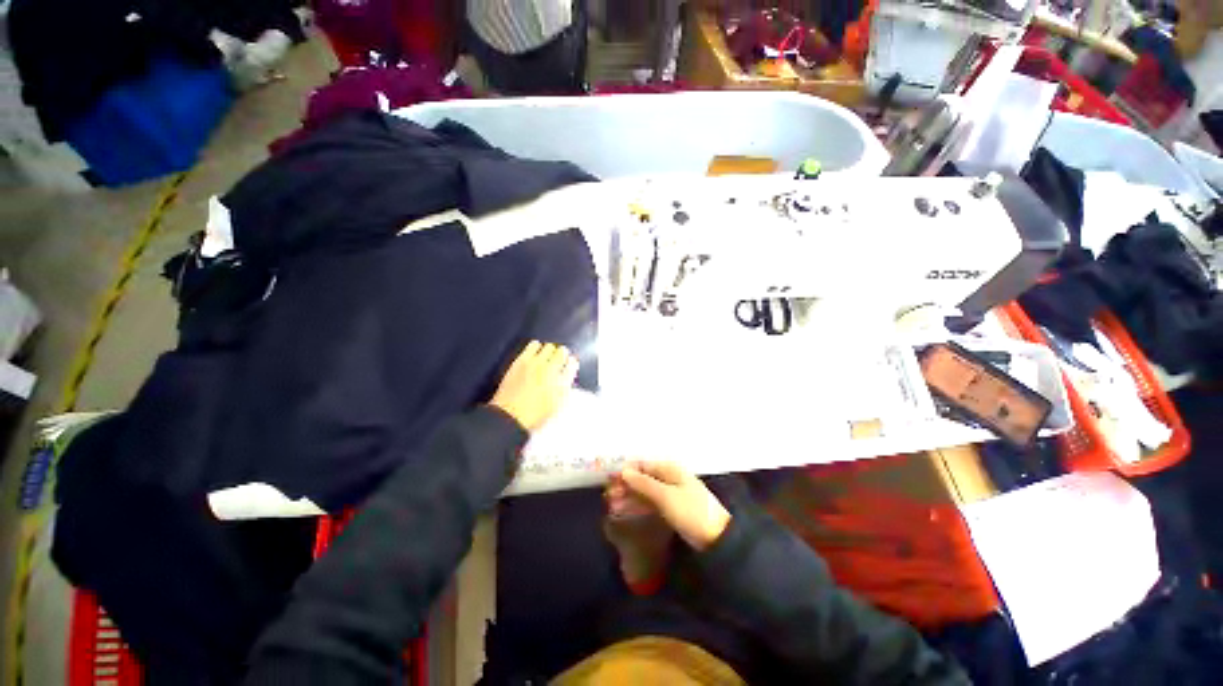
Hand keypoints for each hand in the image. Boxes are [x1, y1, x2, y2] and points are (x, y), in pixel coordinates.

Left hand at [489, 341, 577, 432]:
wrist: (510, 415)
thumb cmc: (535, 414)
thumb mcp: (557, 405)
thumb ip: (565, 388)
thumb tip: (568, 376)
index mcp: (562, 383)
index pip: (573, 364)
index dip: (572, 363)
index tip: (570, 364)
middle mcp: (551, 370)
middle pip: (562, 352)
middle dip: (563, 355)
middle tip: (559, 359)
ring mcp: (536, 363)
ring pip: (549, 346)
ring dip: (550, 350)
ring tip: (547, 356)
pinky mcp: (522, 360)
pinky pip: (533, 344)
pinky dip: (536, 346)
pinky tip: (535, 352)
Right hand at [615, 461, 730, 550]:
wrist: (717, 538)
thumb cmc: (691, 512)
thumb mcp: (666, 497)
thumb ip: (644, 483)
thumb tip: (623, 471)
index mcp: (670, 469)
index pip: (643, 465)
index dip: (625, 471)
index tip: (609, 480)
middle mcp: (669, 477)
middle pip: (643, 477)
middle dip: (625, 485)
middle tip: (608, 496)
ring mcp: (671, 492)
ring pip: (645, 490)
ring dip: (629, 496)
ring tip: (612, 505)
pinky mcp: (671, 507)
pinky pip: (650, 502)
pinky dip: (638, 504)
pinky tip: (625, 510)